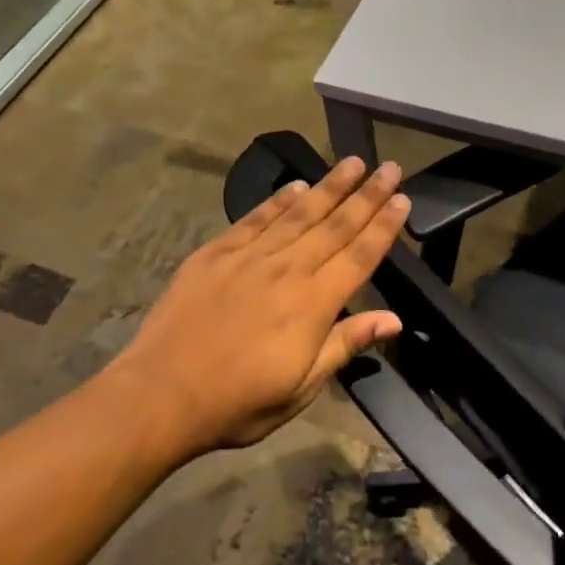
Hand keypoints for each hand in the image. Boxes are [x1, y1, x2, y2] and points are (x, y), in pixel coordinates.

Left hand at [115, 156, 409, 457]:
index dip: (384, 227)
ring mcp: (249, 257)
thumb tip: (394, 319)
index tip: (403, 199)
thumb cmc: (238, 402)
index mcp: (313, 304)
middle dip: (367, 195)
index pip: (359, 256)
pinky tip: (297, 186)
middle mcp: (287, 269)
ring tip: (352, 163)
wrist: (161, 394)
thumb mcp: (301, 388)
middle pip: (336, 225)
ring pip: (299, 213)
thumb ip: (345, 344)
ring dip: (330, 186)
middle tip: (390, 167)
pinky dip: (278, 200)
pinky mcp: (216, 253)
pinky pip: (254, 219)